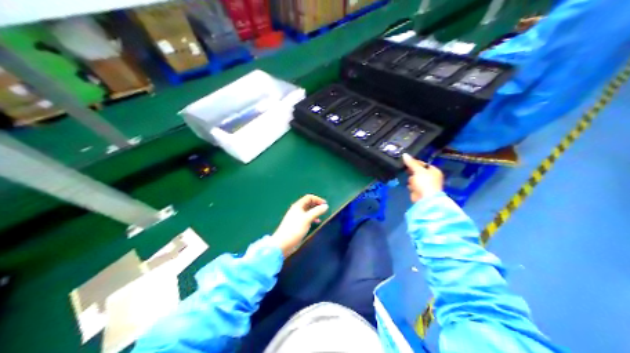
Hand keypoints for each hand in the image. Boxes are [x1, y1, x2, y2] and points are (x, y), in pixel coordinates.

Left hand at [271, 196, 329, 255]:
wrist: (283, 243)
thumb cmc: (295, 229)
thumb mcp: (307, 219)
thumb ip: (317, 211)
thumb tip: (325, 206)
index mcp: (298, 206)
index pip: (309, 197)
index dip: (317, 199)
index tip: (325, 204)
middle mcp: (297, 210)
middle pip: (308, 203)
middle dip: (316, 205)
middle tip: (324, 209)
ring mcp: (296, 217)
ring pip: (307, 211)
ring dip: (315, 212)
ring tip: (322, 216)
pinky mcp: (297, 224)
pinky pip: (306, 218)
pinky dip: (312, 218)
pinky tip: (316, 222)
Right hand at [404, 153, 441, 201]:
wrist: (425, 199)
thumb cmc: (425, 182)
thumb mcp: (418, 170)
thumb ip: (411, 163)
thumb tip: (404, 154)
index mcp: (434, 171)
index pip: (423, 164)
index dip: (415, 162)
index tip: (407, 162)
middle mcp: (431, 177)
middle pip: (418, 171)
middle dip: (412, 172)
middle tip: (407, 170)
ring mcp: (425, 185)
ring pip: (415, 178)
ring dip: (411, 180)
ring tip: (411, 182)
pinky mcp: (419, 191)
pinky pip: (413, 186)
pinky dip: (411, 186)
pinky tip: (410, 187)